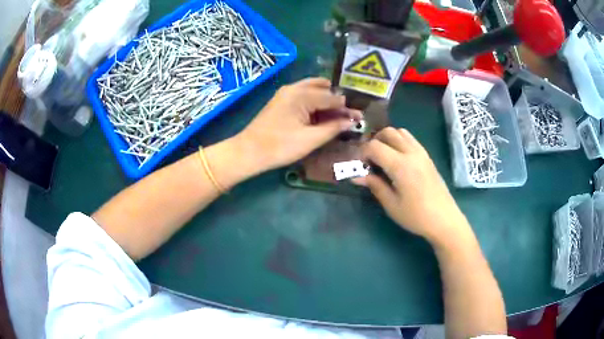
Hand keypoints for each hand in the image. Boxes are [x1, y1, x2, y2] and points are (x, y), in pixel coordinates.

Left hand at [234, 78, 360, 172]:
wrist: (249, 152)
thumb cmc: (280, 146)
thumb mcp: (311, 139)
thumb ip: (333, 128)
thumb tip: (352, 121)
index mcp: (302, 94)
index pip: (332, 98)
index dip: (347, 108)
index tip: (359, 117)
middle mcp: (294, 88)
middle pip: (323, 89)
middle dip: (337, 101)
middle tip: (348, 115)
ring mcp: (285, 93)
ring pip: (312, 90)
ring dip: (326, 100)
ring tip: (337, 115)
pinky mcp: (281, 101)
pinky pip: (303, 95)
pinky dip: (315, 102)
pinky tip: (321, 114)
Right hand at [354, 127, 469, 245]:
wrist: (444, 219)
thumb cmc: (416, 216)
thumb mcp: (391, 205)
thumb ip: (375, 185)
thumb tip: (357, 176)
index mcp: (401, 165)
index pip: (375, 146)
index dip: (362, 153)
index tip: (360, 166)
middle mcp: (411, 153)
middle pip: (388, 132)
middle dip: (374, 141)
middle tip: (370, 159)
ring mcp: (421, 153)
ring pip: (400, 132)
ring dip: (388, 139)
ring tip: (383, 157)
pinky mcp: (427, 157)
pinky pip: (410, 139)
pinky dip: (399, 142)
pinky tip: (397, 160)